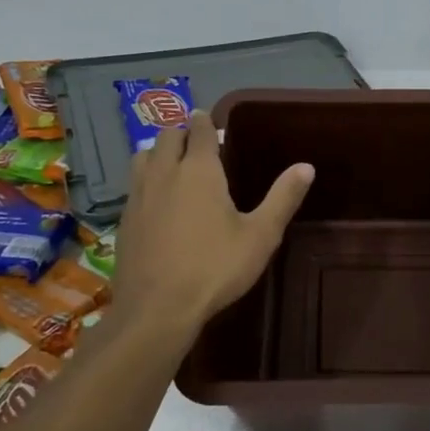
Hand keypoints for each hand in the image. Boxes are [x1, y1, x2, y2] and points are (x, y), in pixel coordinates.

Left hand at [110, 109, 314, 332]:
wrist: (157, 309)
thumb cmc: (214, 268)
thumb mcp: (260, 236)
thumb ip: (283, 198)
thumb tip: (306, 167)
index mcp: (199, 170)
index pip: (199, 130)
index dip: (206, 122)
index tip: (211, 121)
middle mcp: (164, 173)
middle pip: (167, 136)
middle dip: (183, 133)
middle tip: (198, 144)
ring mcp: (138, 195)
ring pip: (143, 156)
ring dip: (159, 152)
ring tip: (174, 165)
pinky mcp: (123, 219)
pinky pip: (134, 185)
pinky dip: (146, 180)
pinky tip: (157, 201)